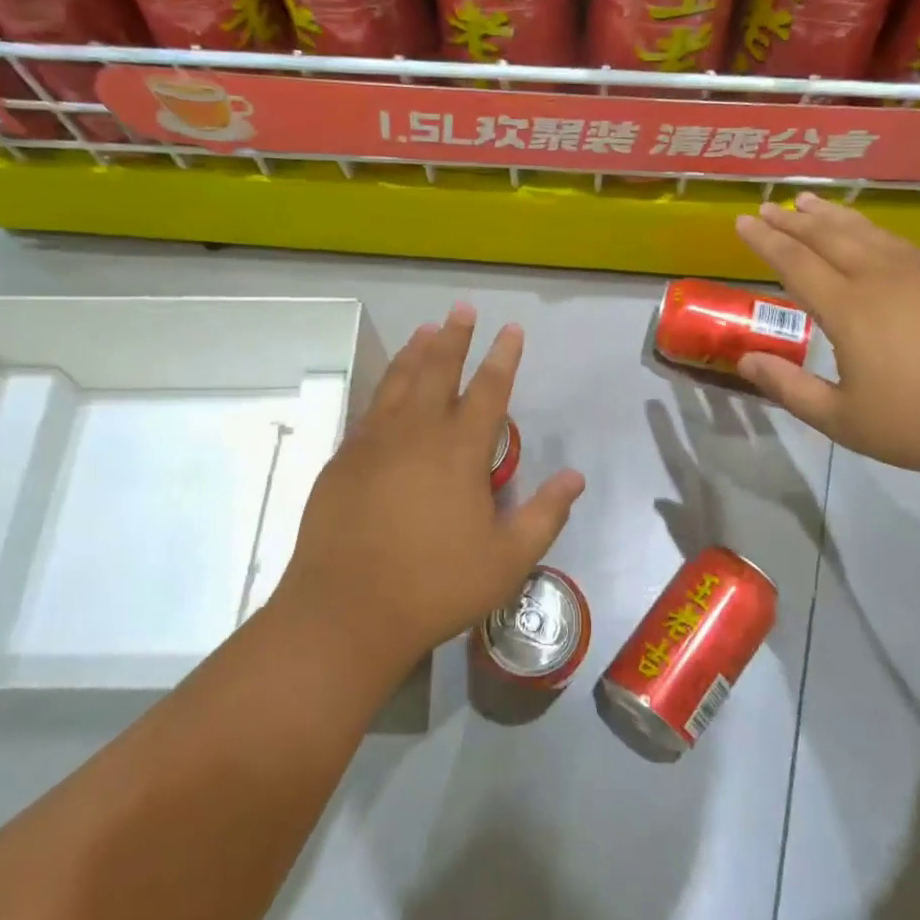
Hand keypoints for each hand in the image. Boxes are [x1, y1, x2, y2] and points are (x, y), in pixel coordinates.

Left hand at [274, 305, 586, 675]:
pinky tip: (387, 386)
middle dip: (454, 336)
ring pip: (398, 381)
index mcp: (460, 450)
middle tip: (461, 308)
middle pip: (438, 369)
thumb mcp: (507, 560)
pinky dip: (383, 387)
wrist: (346, 611)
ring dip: (416, 352)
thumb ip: (546, 514)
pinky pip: (369, 409)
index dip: (503, 356)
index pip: (489, 389)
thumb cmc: (435, 586)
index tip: (511, 329)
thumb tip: (576, 476)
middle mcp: (416, 432)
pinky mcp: (344, 460)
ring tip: (426, 329)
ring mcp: (374, 443)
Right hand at [733, 193, 919, 483]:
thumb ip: (789, 388)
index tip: (743, 221)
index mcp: (849, 310)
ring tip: (809, 202)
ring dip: (832, 216)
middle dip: (793, 221)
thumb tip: (745, 360)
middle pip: (828, 237)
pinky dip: (873, 230)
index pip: (795, 263)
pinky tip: (870, 233)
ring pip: (866, 232)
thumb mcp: (843, 420)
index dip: (766, 241)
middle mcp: (881, 278)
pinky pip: (900, 242)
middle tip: (768, 206)